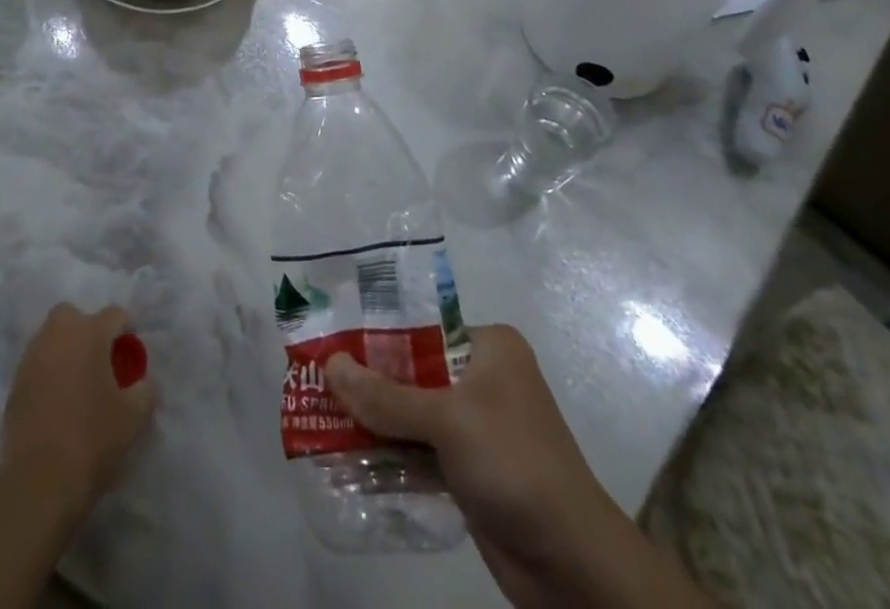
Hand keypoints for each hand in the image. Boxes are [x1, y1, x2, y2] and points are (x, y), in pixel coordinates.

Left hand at [0, 304, 156, 516]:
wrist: (39, 482)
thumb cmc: (93, 439)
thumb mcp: (135, 416)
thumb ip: (145, 388)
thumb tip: (142, 380)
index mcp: (90, 334)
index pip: (115, 314)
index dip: (127, 330)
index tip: (130, 356)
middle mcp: (58, 336)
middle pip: (73, 315)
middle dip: (86, 328)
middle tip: (98, 359)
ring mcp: (32, 359)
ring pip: (50, 338)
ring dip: (64, 350)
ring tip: (77, 381)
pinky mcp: (14, 386)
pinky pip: (36, 366)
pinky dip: (47, 373)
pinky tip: (56, 401)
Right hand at [328, 325, 630, 607]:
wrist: (573, 563)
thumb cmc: (514, 463)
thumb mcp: (448, 420)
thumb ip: (386, 396)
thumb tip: (329, 364)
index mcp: (488, 347)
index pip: (421, 325)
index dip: (376, 333)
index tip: (331, 338)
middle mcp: (483, 378)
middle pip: (413, 371)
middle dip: (369, 381)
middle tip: (317, 379)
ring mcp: (477, 426)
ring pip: (412, 414)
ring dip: (375, 422)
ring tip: (319, 416)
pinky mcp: (470, 470)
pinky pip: (420, 451)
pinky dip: (390, 455)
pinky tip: (348, 457)